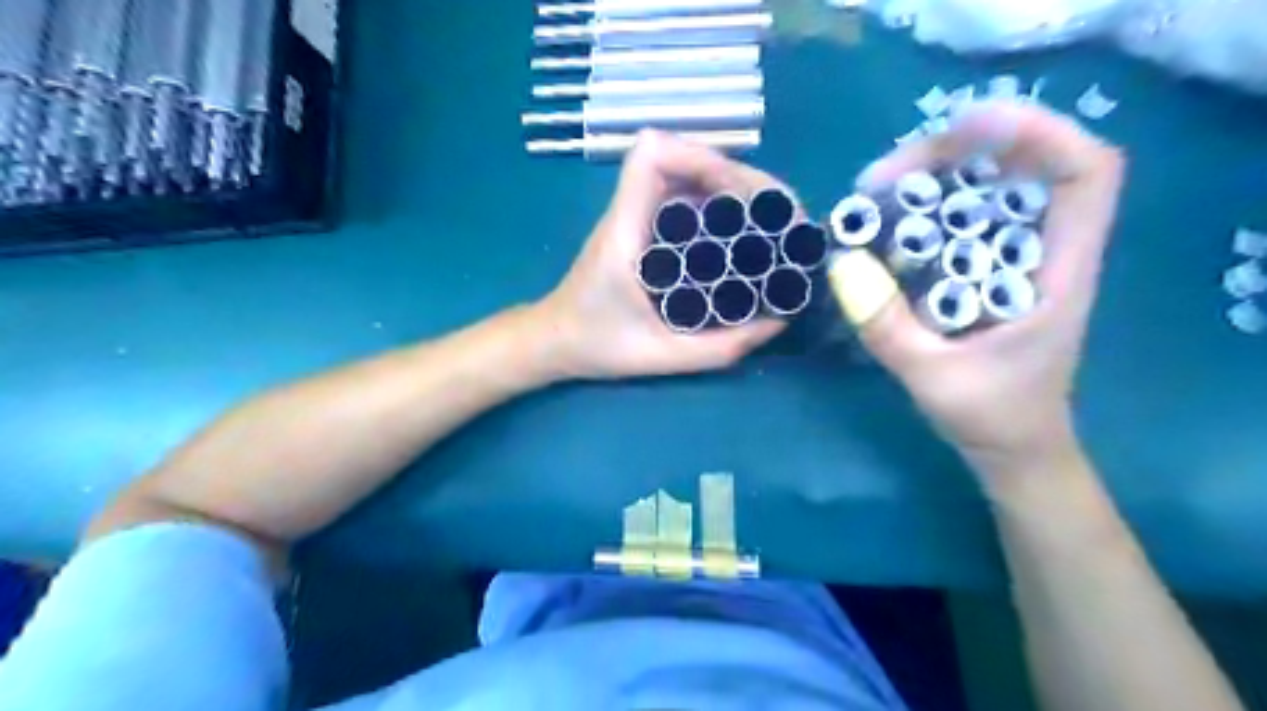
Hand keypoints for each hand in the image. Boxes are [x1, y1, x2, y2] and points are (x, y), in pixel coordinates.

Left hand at [540, 128, 788, 380]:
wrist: (554, 341)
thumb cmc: (596, 345)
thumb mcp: (660, 356)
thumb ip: (718, 348)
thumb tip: (778, 321)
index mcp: (625, 231)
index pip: (651, 156)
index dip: (700, 156)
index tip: (741, 192)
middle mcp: (630, 212)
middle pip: (683, 158)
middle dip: (737, 176)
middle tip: (778, 214)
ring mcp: (637, 217)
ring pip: (688, 176)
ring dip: (733, 189)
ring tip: (771, 221)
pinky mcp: (645, 229)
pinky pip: (686, 201)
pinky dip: (719, 206)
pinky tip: (745, 234)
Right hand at [839, 100, 1122, 475]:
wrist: (1013, 450)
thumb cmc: (992, 418)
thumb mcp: (932, 378)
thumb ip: (888, 328)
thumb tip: (841, 264)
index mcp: (1060, 274)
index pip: (1085, 174)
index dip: (1037, 132)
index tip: (965, 128)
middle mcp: (1045, 252)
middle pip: (1022, 167)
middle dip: (956, 153)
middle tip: (883, 174)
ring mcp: (1016, 259)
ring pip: (988, 188)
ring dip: (934, 176)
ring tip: (874, 191)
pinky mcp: (989, 270)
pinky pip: (962, 219)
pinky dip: (926, 207)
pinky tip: (886, 220)